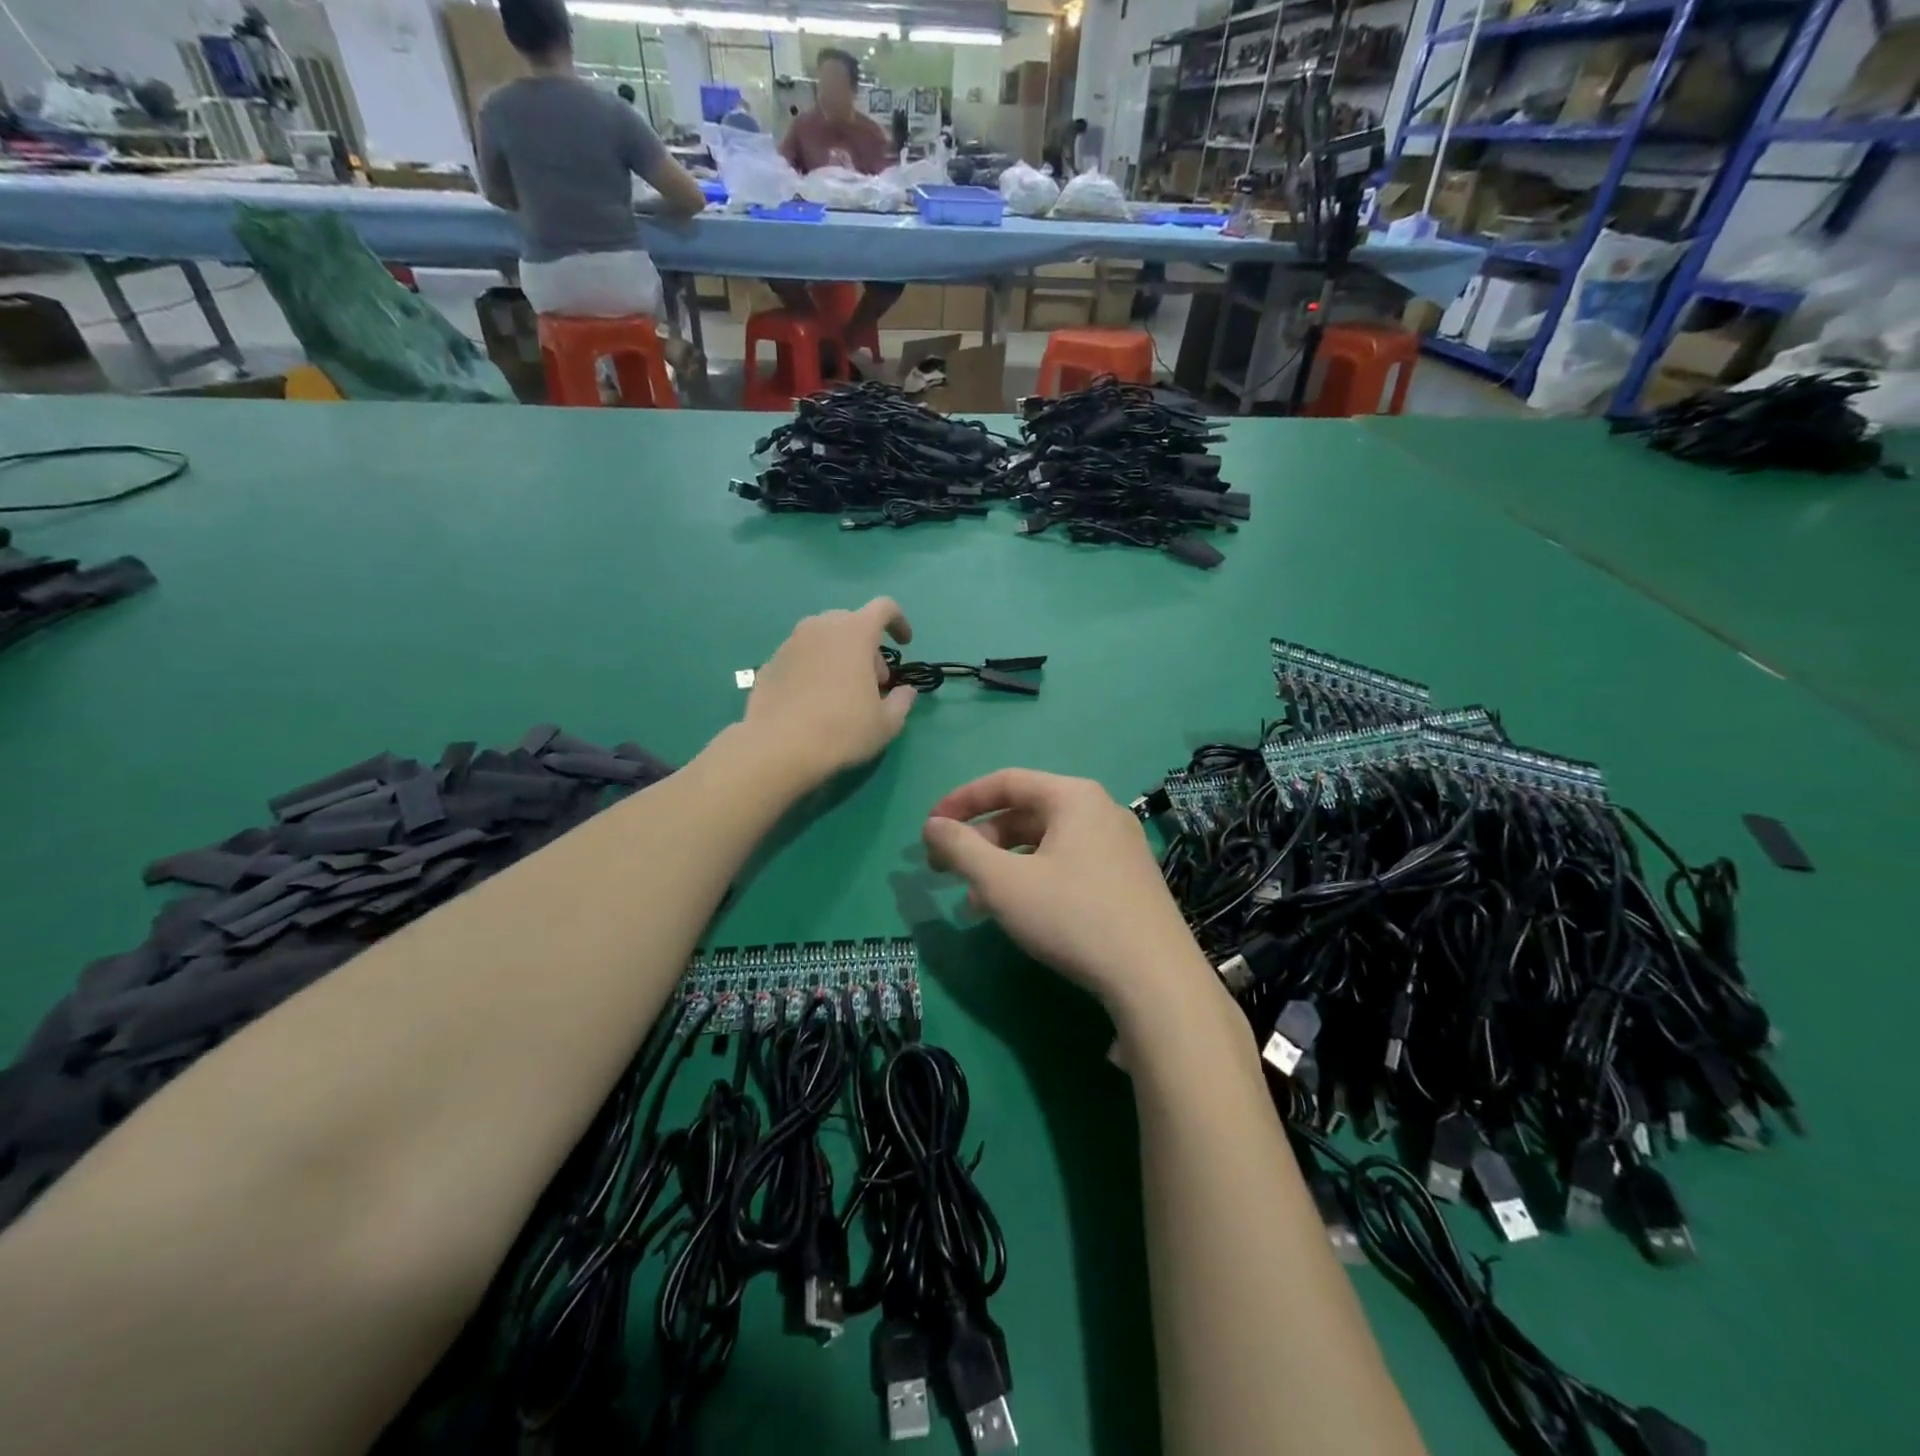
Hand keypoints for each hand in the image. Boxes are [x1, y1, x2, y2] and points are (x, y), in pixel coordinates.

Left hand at [743, 598, 916, 785]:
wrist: (778, 747)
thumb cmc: (842, 729)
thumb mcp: (886, 723)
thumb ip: (902, 701)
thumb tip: (906, 691)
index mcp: (855, 632)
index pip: (884, 608)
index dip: (899, 622)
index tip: (904, 645)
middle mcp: (820, 627)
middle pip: (852, 623)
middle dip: (868, 648)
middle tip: (873, 682)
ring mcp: (790, 643)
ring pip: (823, 639)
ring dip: (839, 656)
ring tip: (841, 692)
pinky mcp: (769, 663)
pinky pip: (801, 657)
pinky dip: (813, 669)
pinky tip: (813, 701)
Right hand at [922, 770, 1223, 1020]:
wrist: (1154, 978)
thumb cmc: (1072, 916)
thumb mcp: (1003, 882)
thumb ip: (960, 848)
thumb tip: (932, 826)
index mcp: (1073, 796)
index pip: (1006, 781)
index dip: (961, 801)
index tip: (929, 828)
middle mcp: (1100, 810)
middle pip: (1026, 812)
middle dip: (981, 840)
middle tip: (947, 869)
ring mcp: (1119, 846)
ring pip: (1046, 843)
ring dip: (1003, 865)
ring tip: (974, 900)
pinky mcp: (1128, 879)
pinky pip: (1068, 864)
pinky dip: (1034, 878)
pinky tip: (1017, 912)